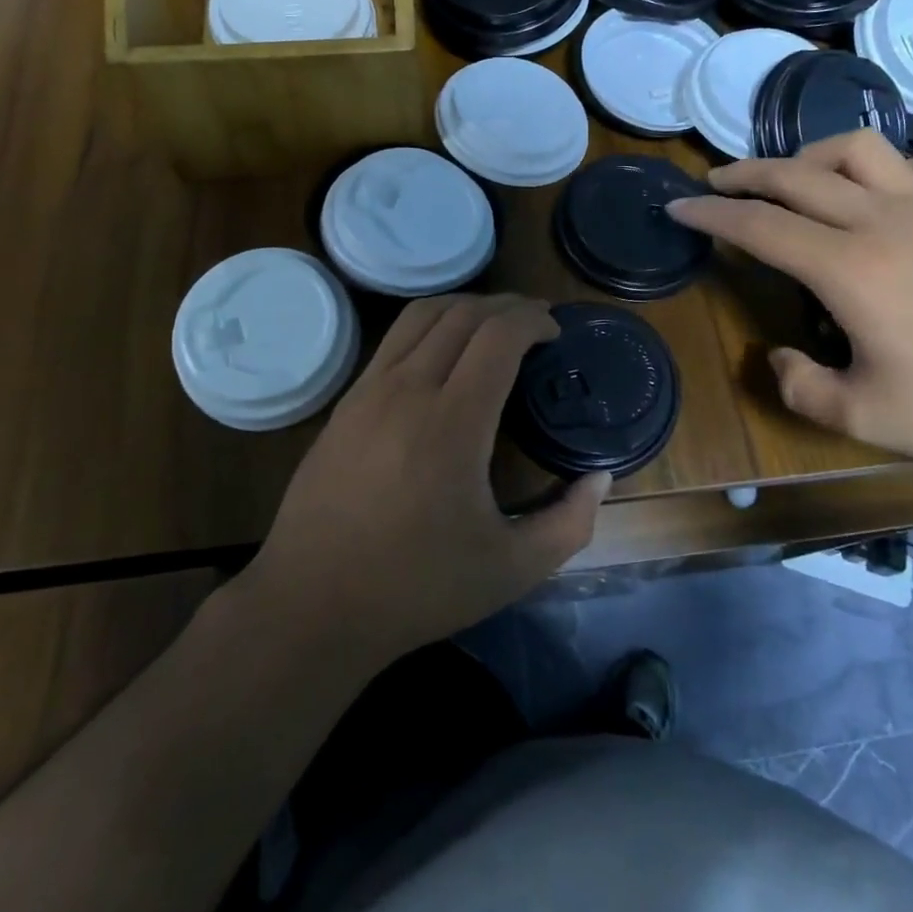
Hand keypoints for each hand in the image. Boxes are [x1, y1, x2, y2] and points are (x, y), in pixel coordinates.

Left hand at [242, 294, 608, 665]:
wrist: (311, 605)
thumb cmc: (417, 588)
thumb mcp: (511, 570)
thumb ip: (569, 523)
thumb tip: (600, 478)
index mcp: (452, 423)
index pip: (498, 335)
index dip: (533, 320)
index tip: (555, 333)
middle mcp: (408, 390)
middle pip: (462, 314)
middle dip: (506, 306)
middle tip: (534, 321)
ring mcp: (368, 390)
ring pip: (421, 315)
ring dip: (465, 306)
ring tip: (492, 323)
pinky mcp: (344, 402)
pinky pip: (393, 339)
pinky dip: (429, 326)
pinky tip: (443, 354)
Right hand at [667, 131, 912, 477]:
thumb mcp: (867, 419)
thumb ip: (801, 387)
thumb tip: (779, 357)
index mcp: (848, 267)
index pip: (758, 225)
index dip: (709, 213)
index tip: (677, 206)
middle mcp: (883, 219)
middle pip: (796, 174)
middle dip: (744, 173)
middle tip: (714, 182)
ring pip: (857, 150)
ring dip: (811, 156)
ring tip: (793, 178)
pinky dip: (882, 168)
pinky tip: (881, 192)